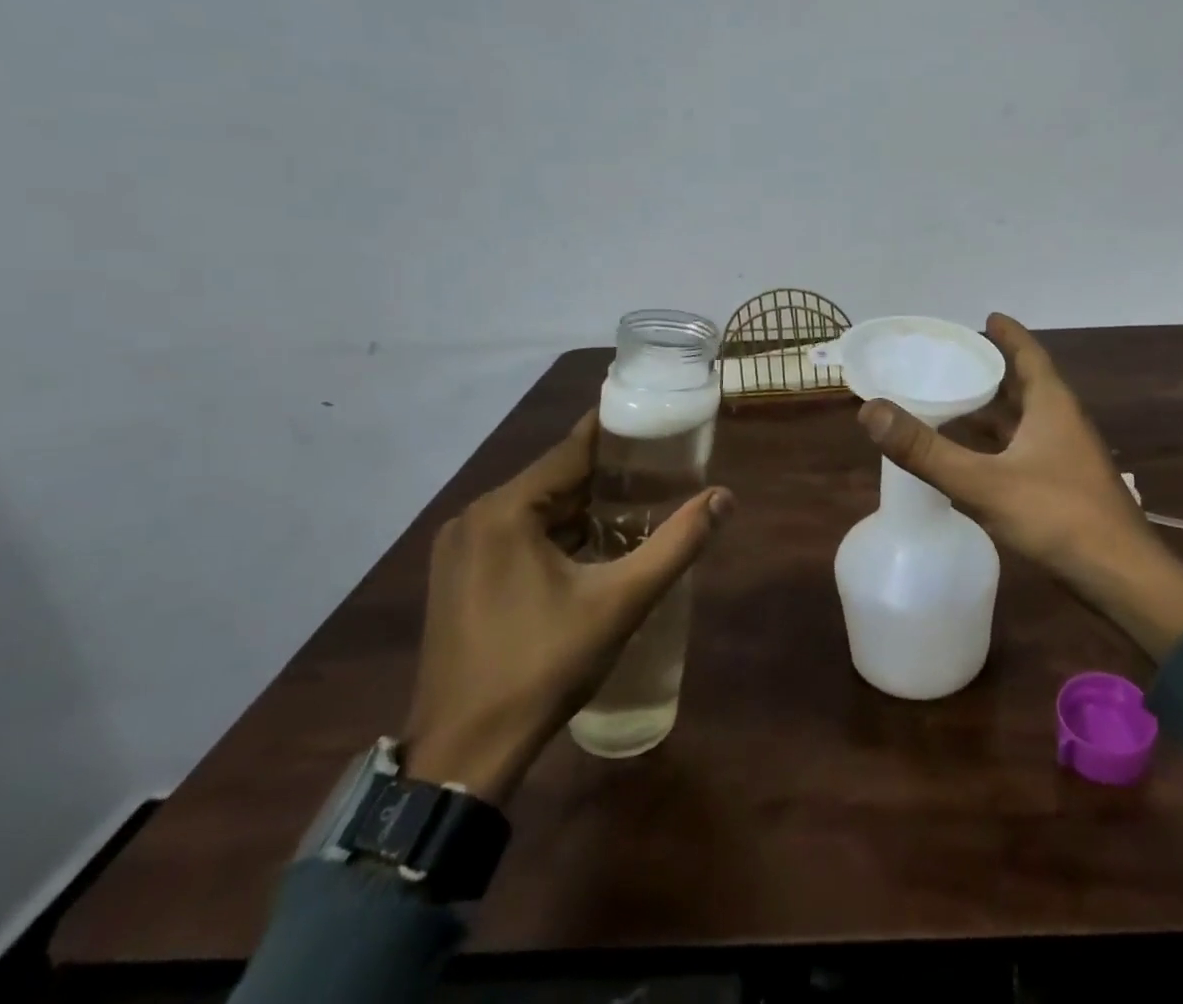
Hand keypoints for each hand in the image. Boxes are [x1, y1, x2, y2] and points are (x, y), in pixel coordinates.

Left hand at [402, 410, 732, 805]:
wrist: (462, 758)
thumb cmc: (543, 667)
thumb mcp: (621, 602)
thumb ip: (677, 544)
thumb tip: (724, 497)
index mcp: (505, 510)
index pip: (574, 448)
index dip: (621, 434)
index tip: (661, 425)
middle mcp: (474, 518)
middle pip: (555, 478)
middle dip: (610, 476)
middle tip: (664, 472)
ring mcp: (460, 550)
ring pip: (537, 509)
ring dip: (584, 508)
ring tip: (640, 506)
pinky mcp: (458, 579)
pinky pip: (517, 536)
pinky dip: (557, 534)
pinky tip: (595, 549)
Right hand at [858, 313, 1182, 659]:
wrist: (1122, 579)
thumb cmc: (1058, 517)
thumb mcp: (983, 482)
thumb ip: (926, 450)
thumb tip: (870, 410)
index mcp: (1052, 406)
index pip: (1029, 354)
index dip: (1008, 334)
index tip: (986, 317)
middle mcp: (1062, 423)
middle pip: (1026, 384)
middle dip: (994, 369)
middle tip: (955, 359)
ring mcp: (1066, 457)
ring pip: (1025, 420)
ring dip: (995, 409)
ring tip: (956, 401)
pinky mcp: (1065, 487)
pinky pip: (1024, 450)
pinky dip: (998, 445)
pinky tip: (974, 458)